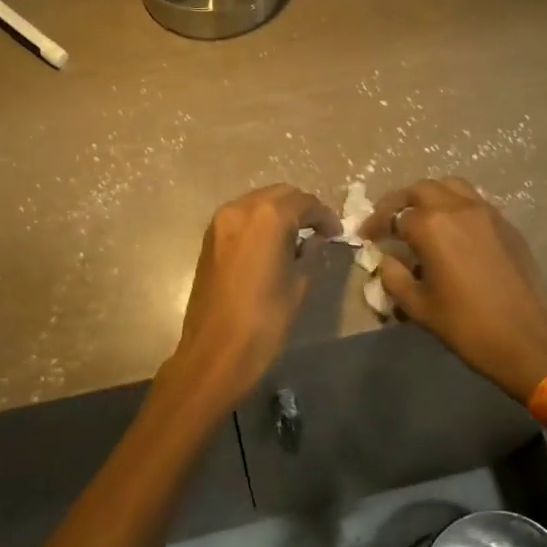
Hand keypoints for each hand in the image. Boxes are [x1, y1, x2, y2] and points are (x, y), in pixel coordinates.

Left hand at [161, 183, 339, 409]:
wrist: (215, 351)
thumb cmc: (264, 320)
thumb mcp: (298, 284)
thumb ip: (308, 253)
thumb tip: (312, 241)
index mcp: (268, 216)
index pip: (304, 202)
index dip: (324, 216)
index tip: (336, 233)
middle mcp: (240, 209)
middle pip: (279, 195)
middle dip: (301, 209)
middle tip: (319, 231)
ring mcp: (220, 222)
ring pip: (257, 203)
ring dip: (278, 213)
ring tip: (296, 238)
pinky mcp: (209, 239)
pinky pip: (241, 218)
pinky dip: (259, 223)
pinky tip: (271, 245)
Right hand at [361, 177, 546, 402]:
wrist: (527, 339)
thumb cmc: (466, 325)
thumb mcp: (417, 306)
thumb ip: (393, 277)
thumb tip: (385, 260)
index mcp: (431, 226)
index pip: (393, 215)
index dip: (375, 225)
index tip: (365, 236)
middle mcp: (458, 208)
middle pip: (421, 190)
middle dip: (399, 202)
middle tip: (389, 221)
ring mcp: (486, 213)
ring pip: (451, 186)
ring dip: (430, 196)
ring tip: (420, 218)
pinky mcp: (506, 224)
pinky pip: (474, 202)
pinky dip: (455, 206)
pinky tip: (452, 231)